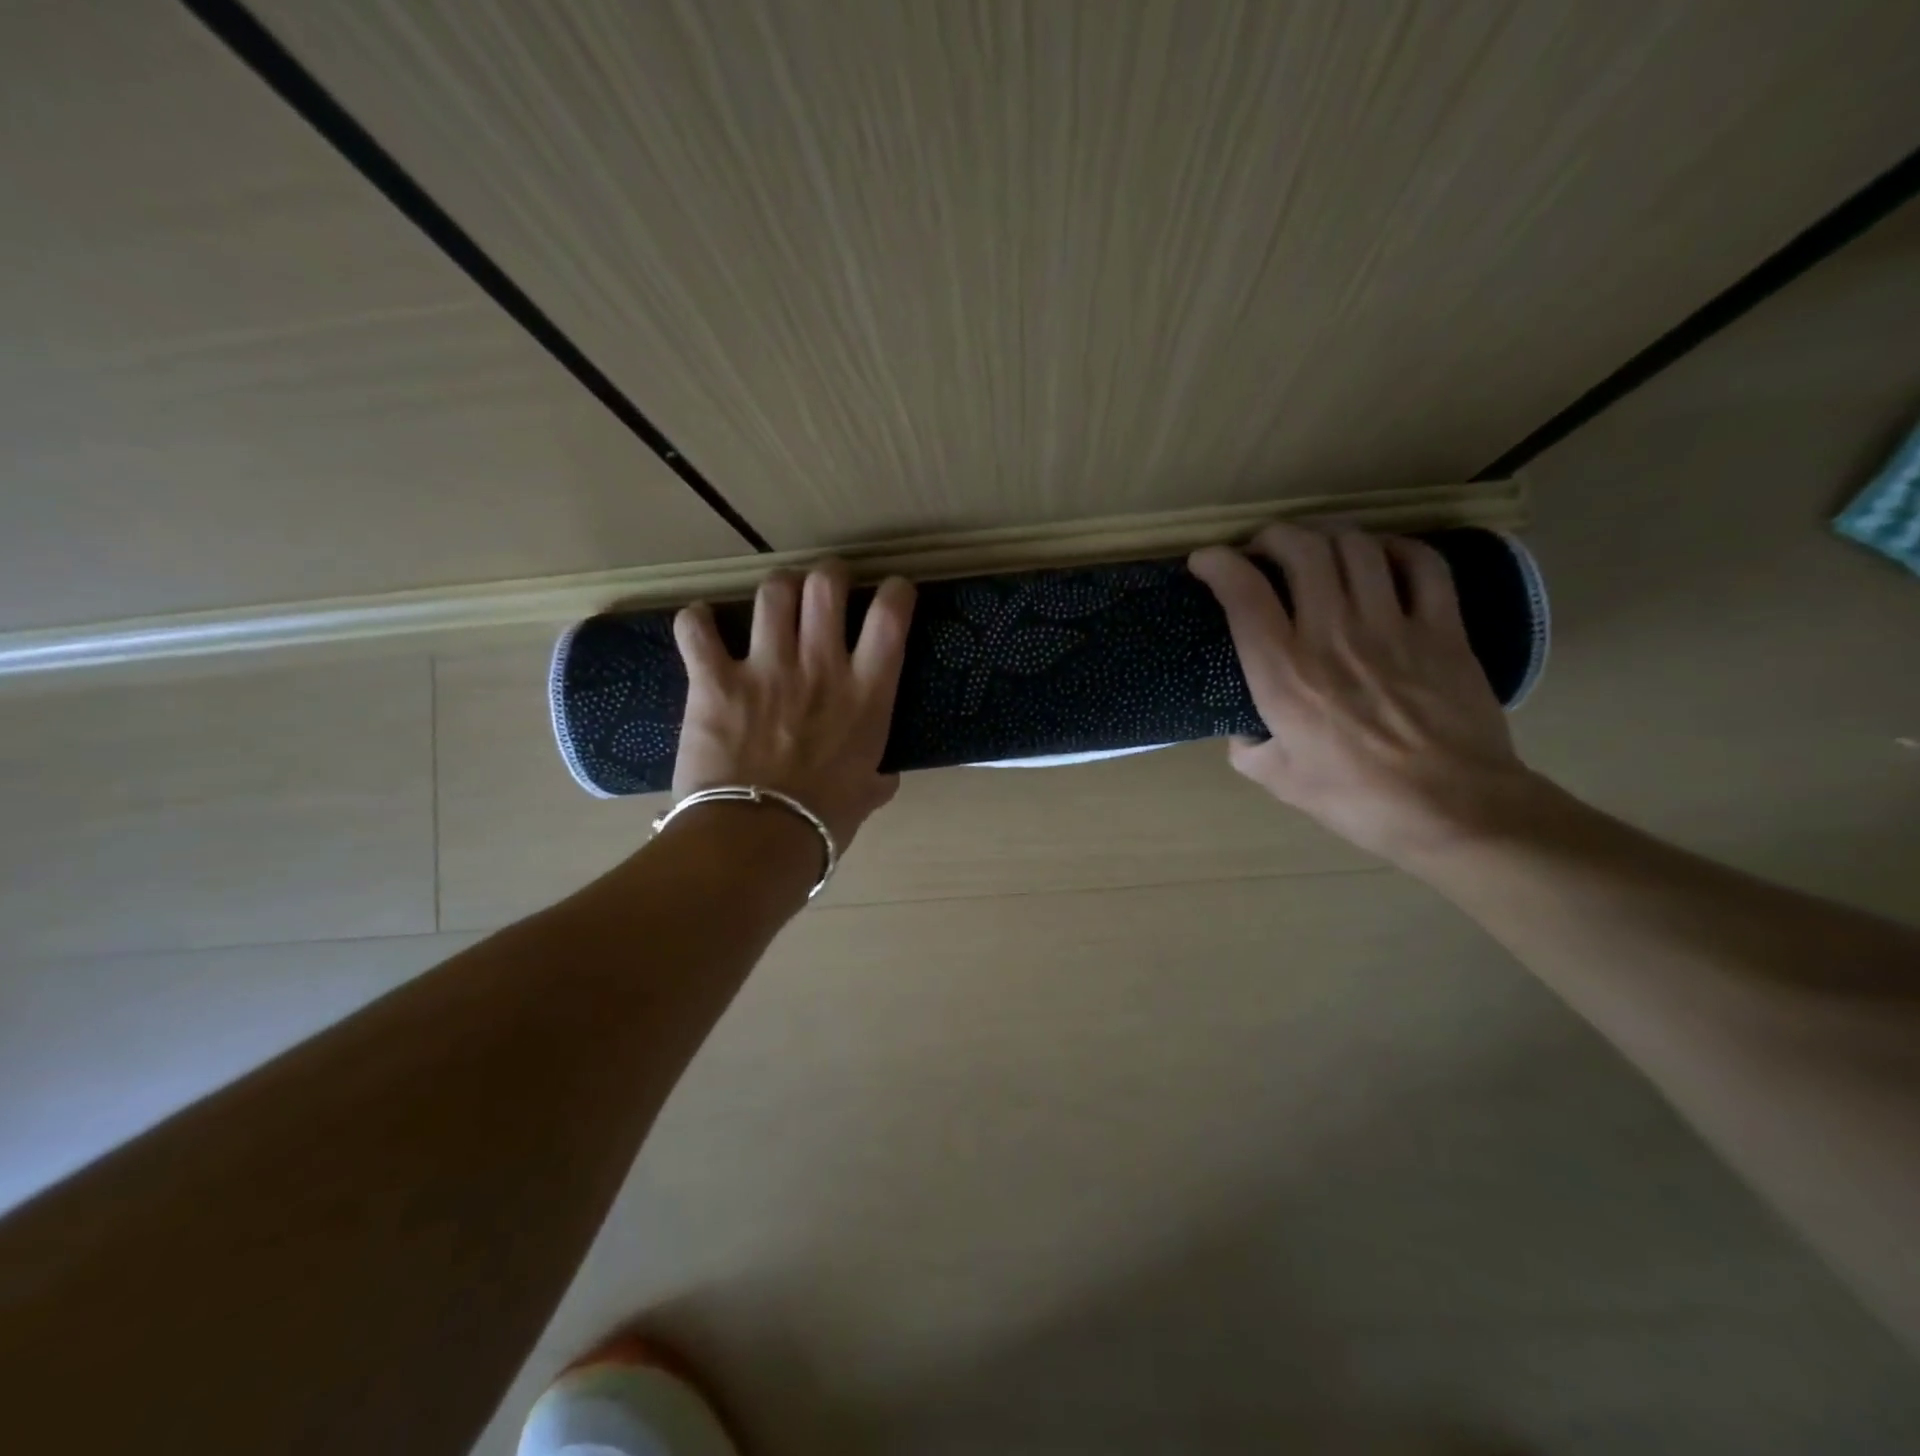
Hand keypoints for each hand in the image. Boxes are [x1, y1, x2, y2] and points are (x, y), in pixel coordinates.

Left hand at [672, 563, 915, 847]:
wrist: (758, 837)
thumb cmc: (823, 820)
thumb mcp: (867, 796)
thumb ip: (878, 778)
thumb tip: (884, 777)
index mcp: (866, 692)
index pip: (890, 616)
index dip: (894, 592)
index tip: (891, 591)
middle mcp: (820, 665)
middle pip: (826, 586)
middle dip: (829, 575)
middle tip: (825, 586)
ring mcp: (766, 667)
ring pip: (772, 592)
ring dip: (776, 589)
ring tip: (774, 599)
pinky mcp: (715, 680)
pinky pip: (696, 629)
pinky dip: (696, 621)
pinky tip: (700, 623)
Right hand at [1189, 524, 1538, 865]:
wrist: (1452, 810)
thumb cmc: (1355, 799)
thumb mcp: (1277, 779)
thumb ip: (1247, 746)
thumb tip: (1245, 727)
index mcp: (1284, 674)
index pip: (1244, 593)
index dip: (1217, 564)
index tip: (1205, 561)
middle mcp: (1333, 635)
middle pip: (1301, 550)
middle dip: (1272, 537)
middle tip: (1262, 551)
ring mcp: (1393, 626)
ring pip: (1356, 547)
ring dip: (1326, 536)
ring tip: (1315, 550)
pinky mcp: (1442, 629)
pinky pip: (1422, 564)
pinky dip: (1394, 548)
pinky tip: (1380, 557)